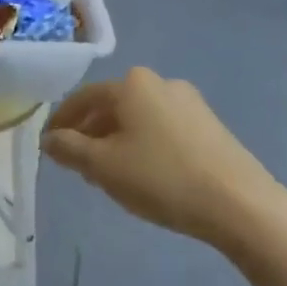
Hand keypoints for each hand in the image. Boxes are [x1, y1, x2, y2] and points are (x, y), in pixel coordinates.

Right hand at [42, 68, 285, 247]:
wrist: (238, 203)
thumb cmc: (160, 178)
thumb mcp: (102, 166)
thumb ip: (68, 149)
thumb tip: (49, 139)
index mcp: (131, 84)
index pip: (82, 98)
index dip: (60, 123)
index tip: (48, 147)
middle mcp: (160, 82)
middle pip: (111, 106)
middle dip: (89, 133)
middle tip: (76, 164)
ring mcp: (189, 102)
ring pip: (137, 118)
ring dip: (115, 141)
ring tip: (107, 174)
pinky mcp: (209, 125)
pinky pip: (161, 129)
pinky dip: (143, 145)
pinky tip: (143, 174)